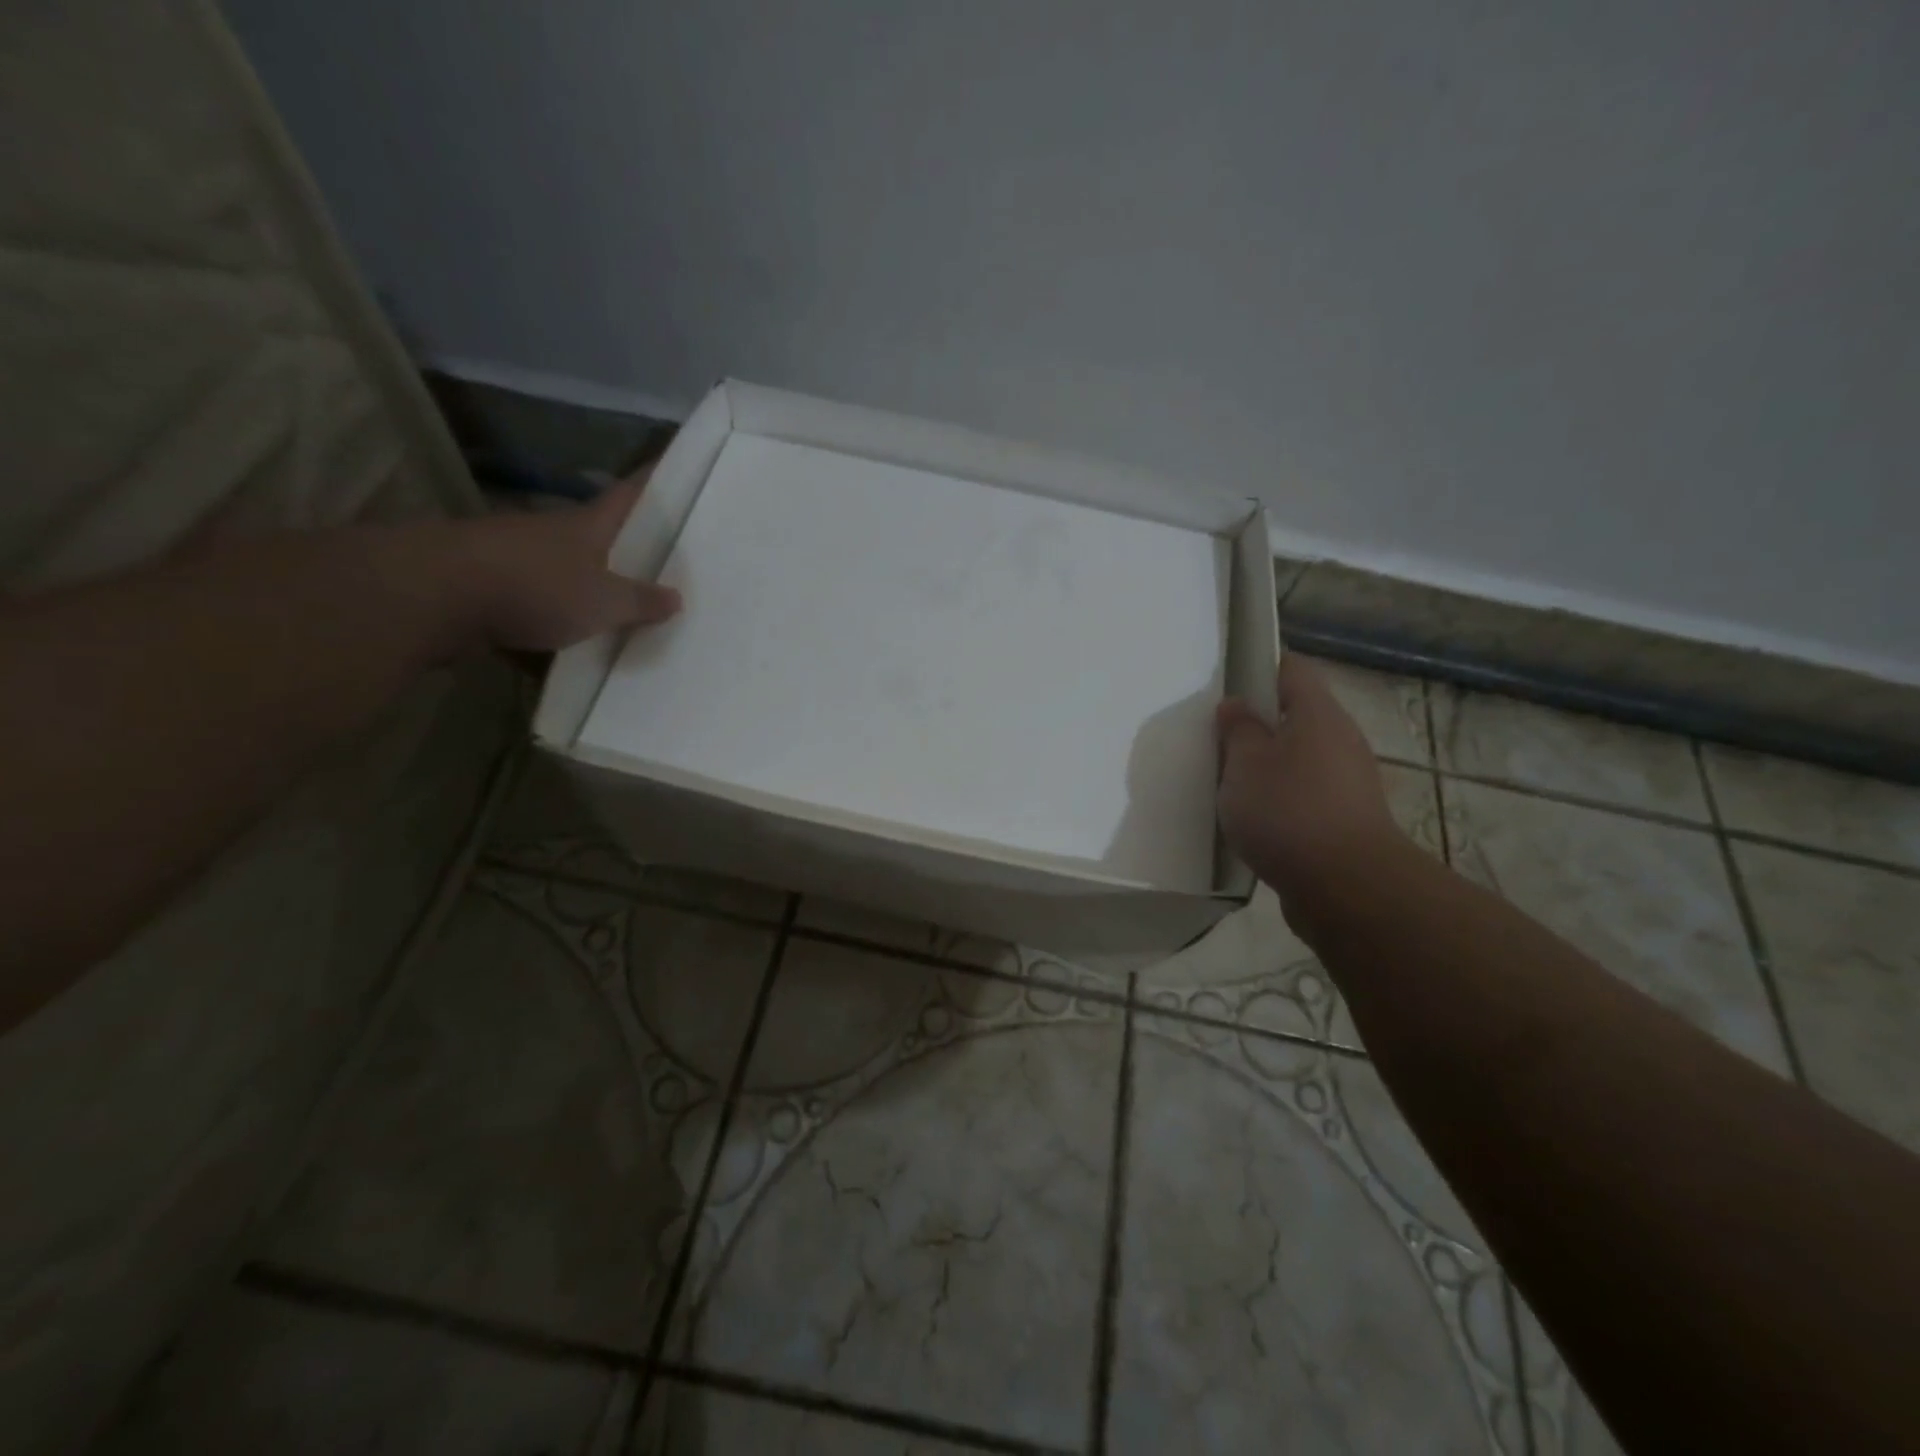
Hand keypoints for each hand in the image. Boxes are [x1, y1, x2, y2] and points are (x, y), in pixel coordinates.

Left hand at [456, 478, 680, 653]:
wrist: (434, 597)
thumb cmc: (535, 586)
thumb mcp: (603, 601)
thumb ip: (640, 602)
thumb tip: (676, 598)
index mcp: (588, 525)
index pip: (629, 494)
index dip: (652, 480)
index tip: (674, 469)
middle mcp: (553, 533)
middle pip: (598, 535)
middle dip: (626, 547)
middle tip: (662, 564)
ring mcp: (516, 558)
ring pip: (564, 573)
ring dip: (586, 591)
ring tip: (621, 618)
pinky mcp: (488, 590)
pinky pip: (532, 608)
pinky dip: (549, 627)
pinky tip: (565, 655)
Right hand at [1215, 655, 1405, 920]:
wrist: (1346, 887)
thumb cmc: (1288, 811)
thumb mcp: (1244, 764)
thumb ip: (1238, 730)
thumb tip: (1237, 705)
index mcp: (1319, 714)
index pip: (1292, 669)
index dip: (1260, 668)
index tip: (1227, 681)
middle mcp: (1341, 740)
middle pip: (1297, 715)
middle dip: (1258, 722)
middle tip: (1218, 736)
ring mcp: (1348, 782)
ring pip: (1300, 757)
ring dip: (1268, 764)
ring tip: (1228, 779)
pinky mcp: (1346, 819)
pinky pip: (1306, 794)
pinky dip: (1280, 798)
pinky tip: (1253, 817)